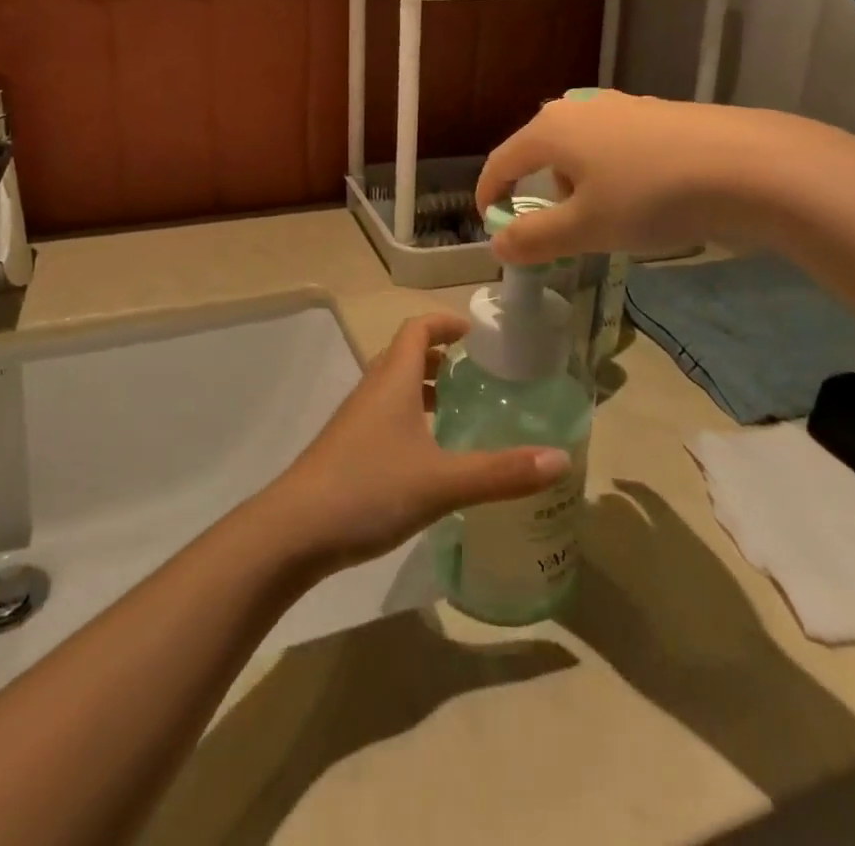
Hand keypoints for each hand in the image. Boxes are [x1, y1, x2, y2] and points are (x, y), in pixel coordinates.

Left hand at [267, 314, 570, 574]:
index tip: (475, 332)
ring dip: (422, 387)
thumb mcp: (442, 482)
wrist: (294, 531)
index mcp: (393, 380)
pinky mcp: (345, 448)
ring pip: (392, 387)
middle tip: (475, 372)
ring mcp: (354, 420)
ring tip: (457, 409)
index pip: (416, 329)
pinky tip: (427, 454)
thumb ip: (501, 472)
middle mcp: (372, 390)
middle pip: (404, 354)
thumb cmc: (369, 489)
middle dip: (438, 356)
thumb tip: (560, 458)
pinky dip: (409, 417)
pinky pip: (383, 415)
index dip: (444, 322)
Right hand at [475, 91, 814, 265]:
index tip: (491, 225)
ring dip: (580, 185)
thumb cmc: (650, 197)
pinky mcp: (658, 115)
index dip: (490, 195)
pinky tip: (646, 197)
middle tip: (560, 230)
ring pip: (581, 150)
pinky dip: (614, 174)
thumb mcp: (584, 228)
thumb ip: (534, 238)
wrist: (748, 166)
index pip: (501, 162)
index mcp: (551, 129)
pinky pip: (617, 147)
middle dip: (541, 193)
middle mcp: (580, 108)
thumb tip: (498, 244)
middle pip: (541, 153)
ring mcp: (622, 107)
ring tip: (609, 217)